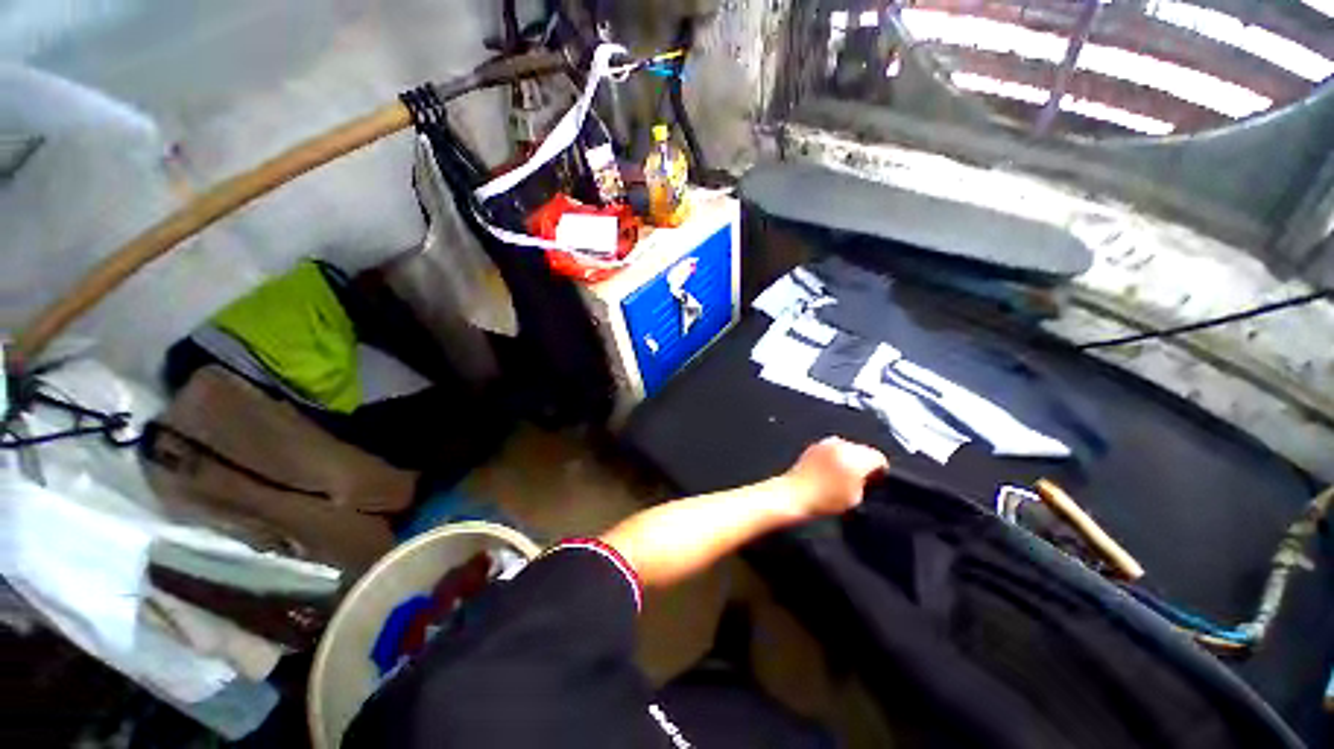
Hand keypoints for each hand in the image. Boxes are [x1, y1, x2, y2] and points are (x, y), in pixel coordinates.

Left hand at [782, 437, 888, 518]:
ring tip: (845, 475)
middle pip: (862, 450)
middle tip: (862, 480)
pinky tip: (831, 471)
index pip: (878, 457)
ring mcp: (826, 443)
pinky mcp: (814, 446)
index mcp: (856, 456)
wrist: (794, 494)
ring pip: (847, 447)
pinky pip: (832, 448)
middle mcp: (842, 444)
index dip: (880, 471)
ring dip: (849, 458)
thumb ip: (865, 482)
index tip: (877, 482)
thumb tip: (868, 476)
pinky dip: (835, 456)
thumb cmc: (826, 499)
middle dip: (865, 462)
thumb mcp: (856, 497)